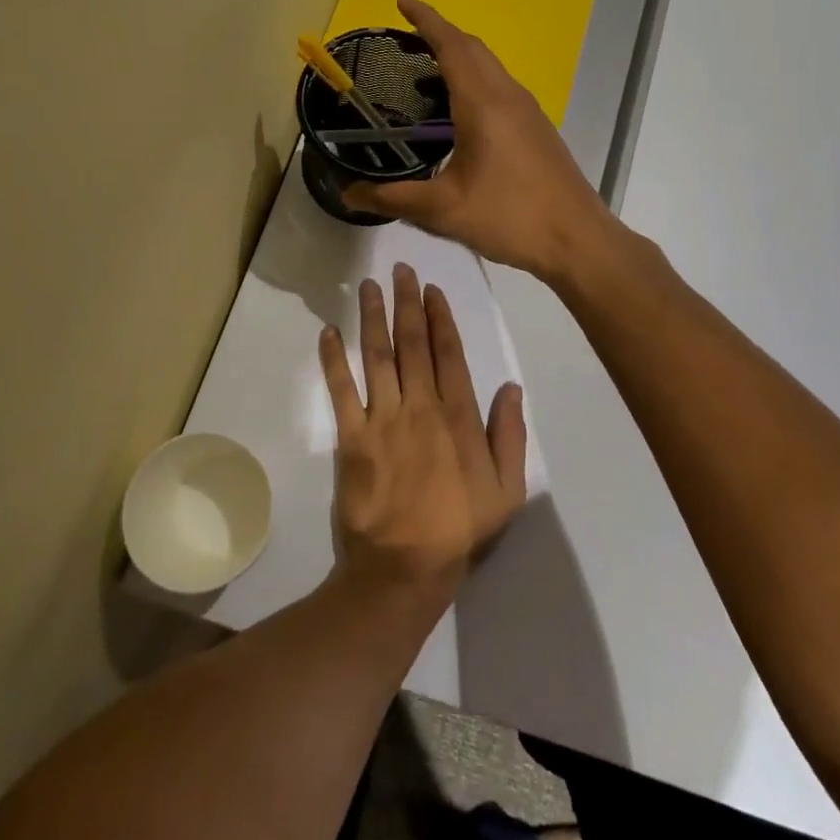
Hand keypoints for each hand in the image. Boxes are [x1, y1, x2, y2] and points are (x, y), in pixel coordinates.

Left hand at [319, 264, 527, 601]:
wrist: (403, 570)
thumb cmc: (459, 530)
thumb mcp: (506, 490)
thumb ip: (509, 435)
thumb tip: (511, 386)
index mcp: (457, 416)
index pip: (449, 354)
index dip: (440, 318)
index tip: (433, 290)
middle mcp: (419, 406)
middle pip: (412, 344)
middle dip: (407, 303)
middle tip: (401, 269)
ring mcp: (382, 419)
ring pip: (378, 356)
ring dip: (373, 317)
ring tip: (369, 285)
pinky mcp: (351, 437)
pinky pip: (341, 390)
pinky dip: (333, 359)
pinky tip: (328, 331)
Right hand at [343, 0, 616, 282]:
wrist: (577, 239)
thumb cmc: (510, 218)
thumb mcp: (443, 211)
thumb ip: (393, 198)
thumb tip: (348, 195)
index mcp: (483, 103)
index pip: (451, 45)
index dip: (425, 19)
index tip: (402, 1)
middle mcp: (508, 96)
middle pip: (472, 48)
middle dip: (440, 33)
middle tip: (406, 36)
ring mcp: (528, 111)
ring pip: (490, 67)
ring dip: (459, 57)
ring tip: (425, 73)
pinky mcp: (537, 128)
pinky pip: (500, 87)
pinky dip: (474, 80)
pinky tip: (459, 113)